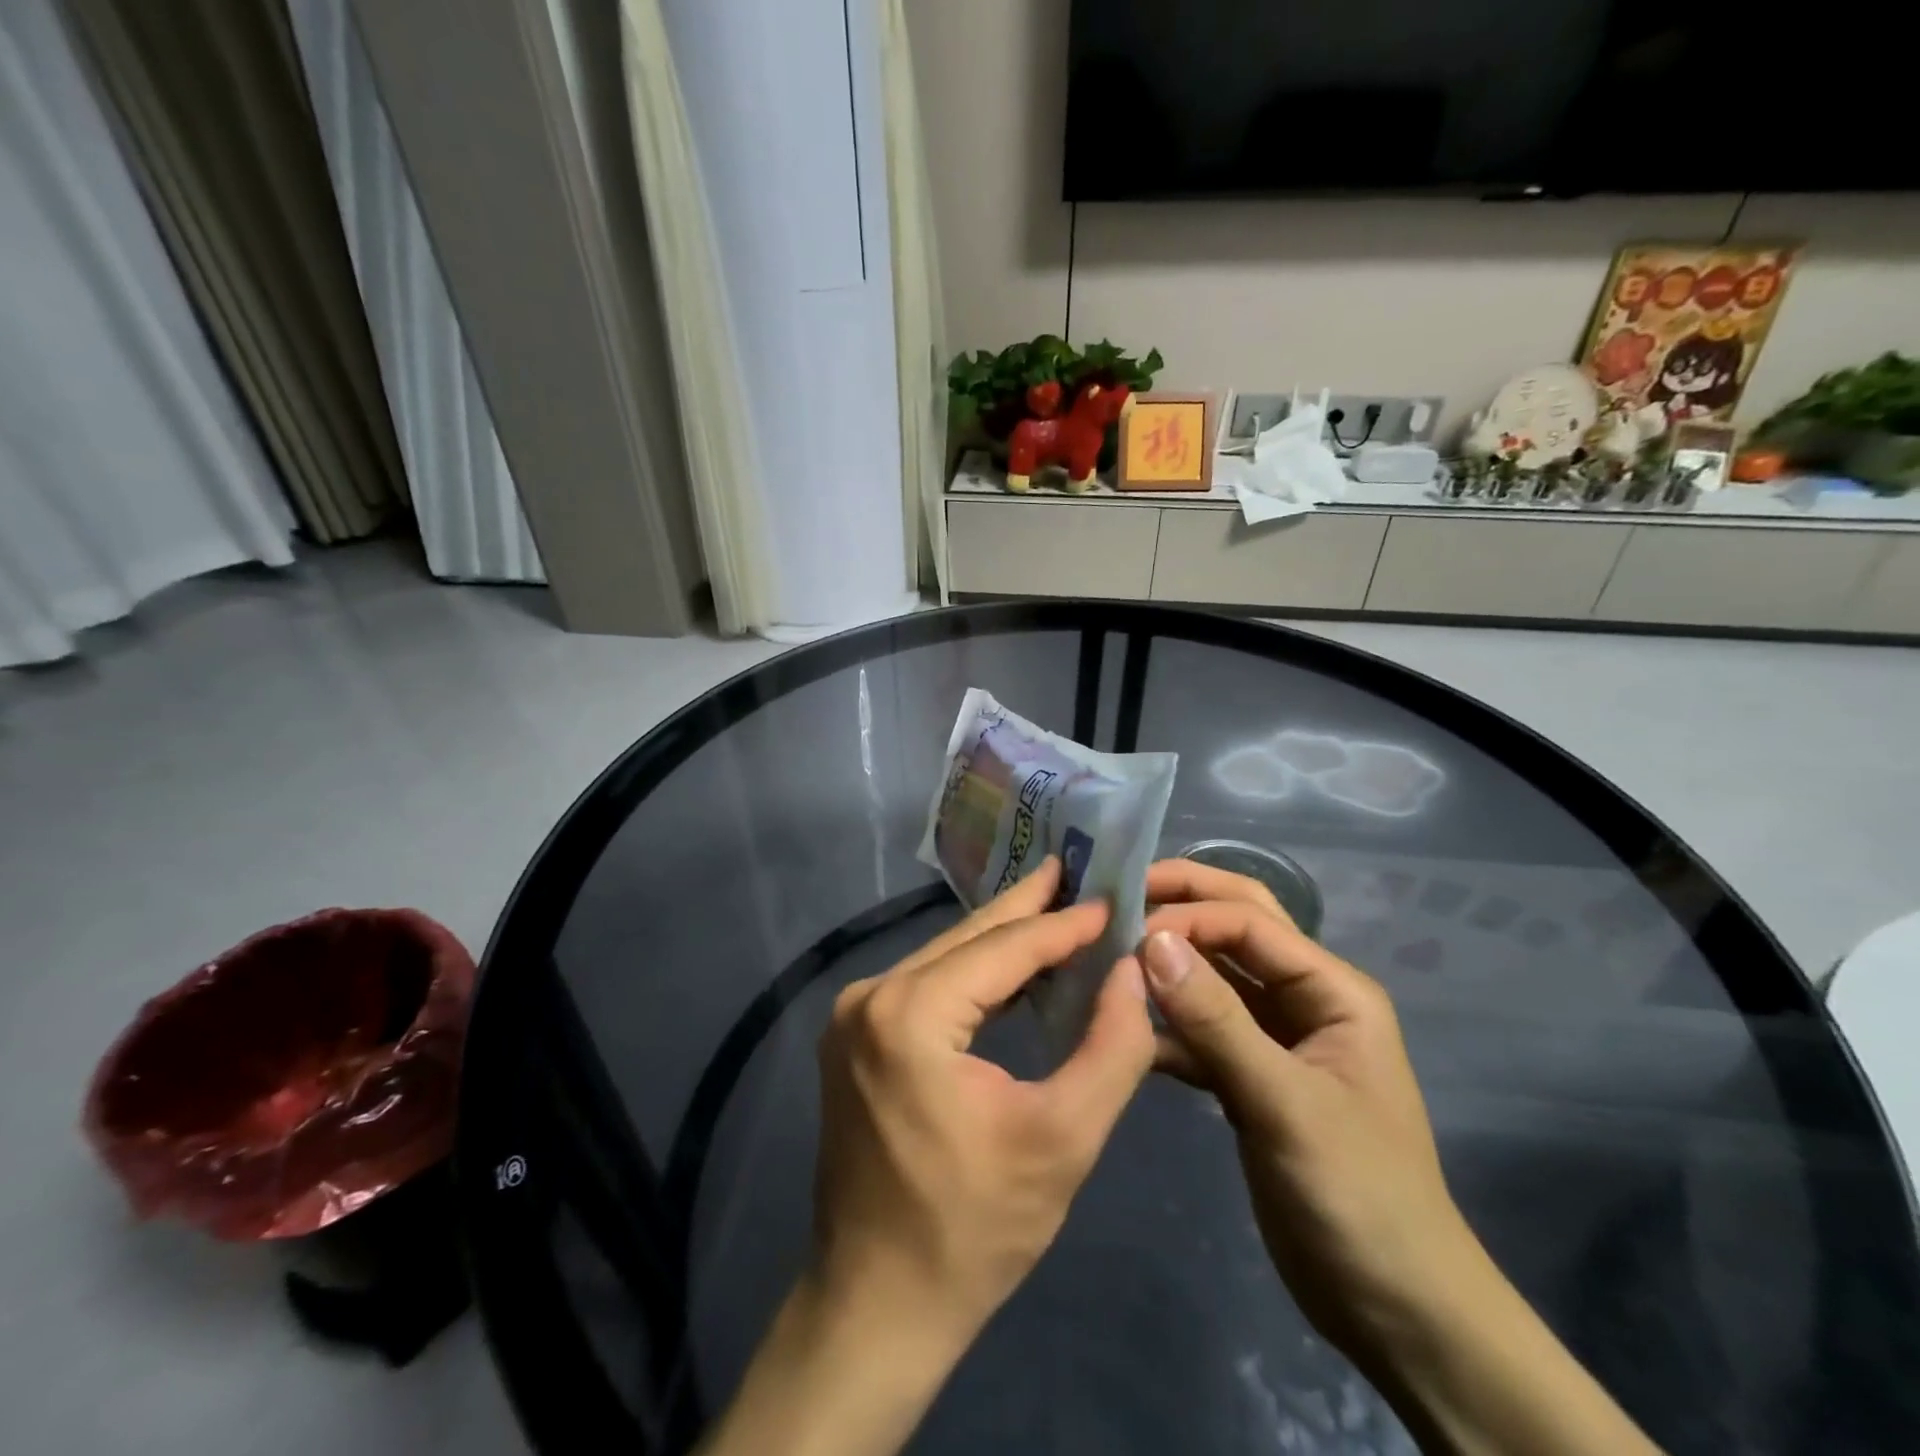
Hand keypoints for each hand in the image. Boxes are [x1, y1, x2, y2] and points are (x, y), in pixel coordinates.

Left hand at [813, 856, 1157, 1344]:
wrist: (878, 1302)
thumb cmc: (976, 1229)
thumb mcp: (1064, 1138)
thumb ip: (1112, 1046)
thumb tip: (1134, 970)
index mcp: (910, 1012)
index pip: (1005, 947)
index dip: (1064, 924)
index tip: (1113, 899)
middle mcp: (871, 995)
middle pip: (969, 939)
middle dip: (1029, 907)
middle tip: (1075, 868)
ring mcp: (854, 1014)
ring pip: (947, 958)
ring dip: (1004, 940)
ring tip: (1057, 909)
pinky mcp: (855, 1036)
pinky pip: (927, 985)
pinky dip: (975, 975)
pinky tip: (1015, 970)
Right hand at [1140, 858, 1468, 1358]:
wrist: (1396, 1310)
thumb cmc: (1358, 1195)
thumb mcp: (1285, 1102)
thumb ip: (1216, 1019)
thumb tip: (1151, 940)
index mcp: (1332, 989)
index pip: (1250, 922)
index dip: (1188, 915)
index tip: (1125, 930)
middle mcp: (1303, 999)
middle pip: (1236, 927)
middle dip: (1182, 904)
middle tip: (1116, 895)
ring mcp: (1275, 1039)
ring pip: (1213, 977)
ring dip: (1168, 964)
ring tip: (1107, 953)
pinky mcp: (1250, 1078)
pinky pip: (1201, 1031)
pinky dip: (1166, 1026)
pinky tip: (1125, 1029)